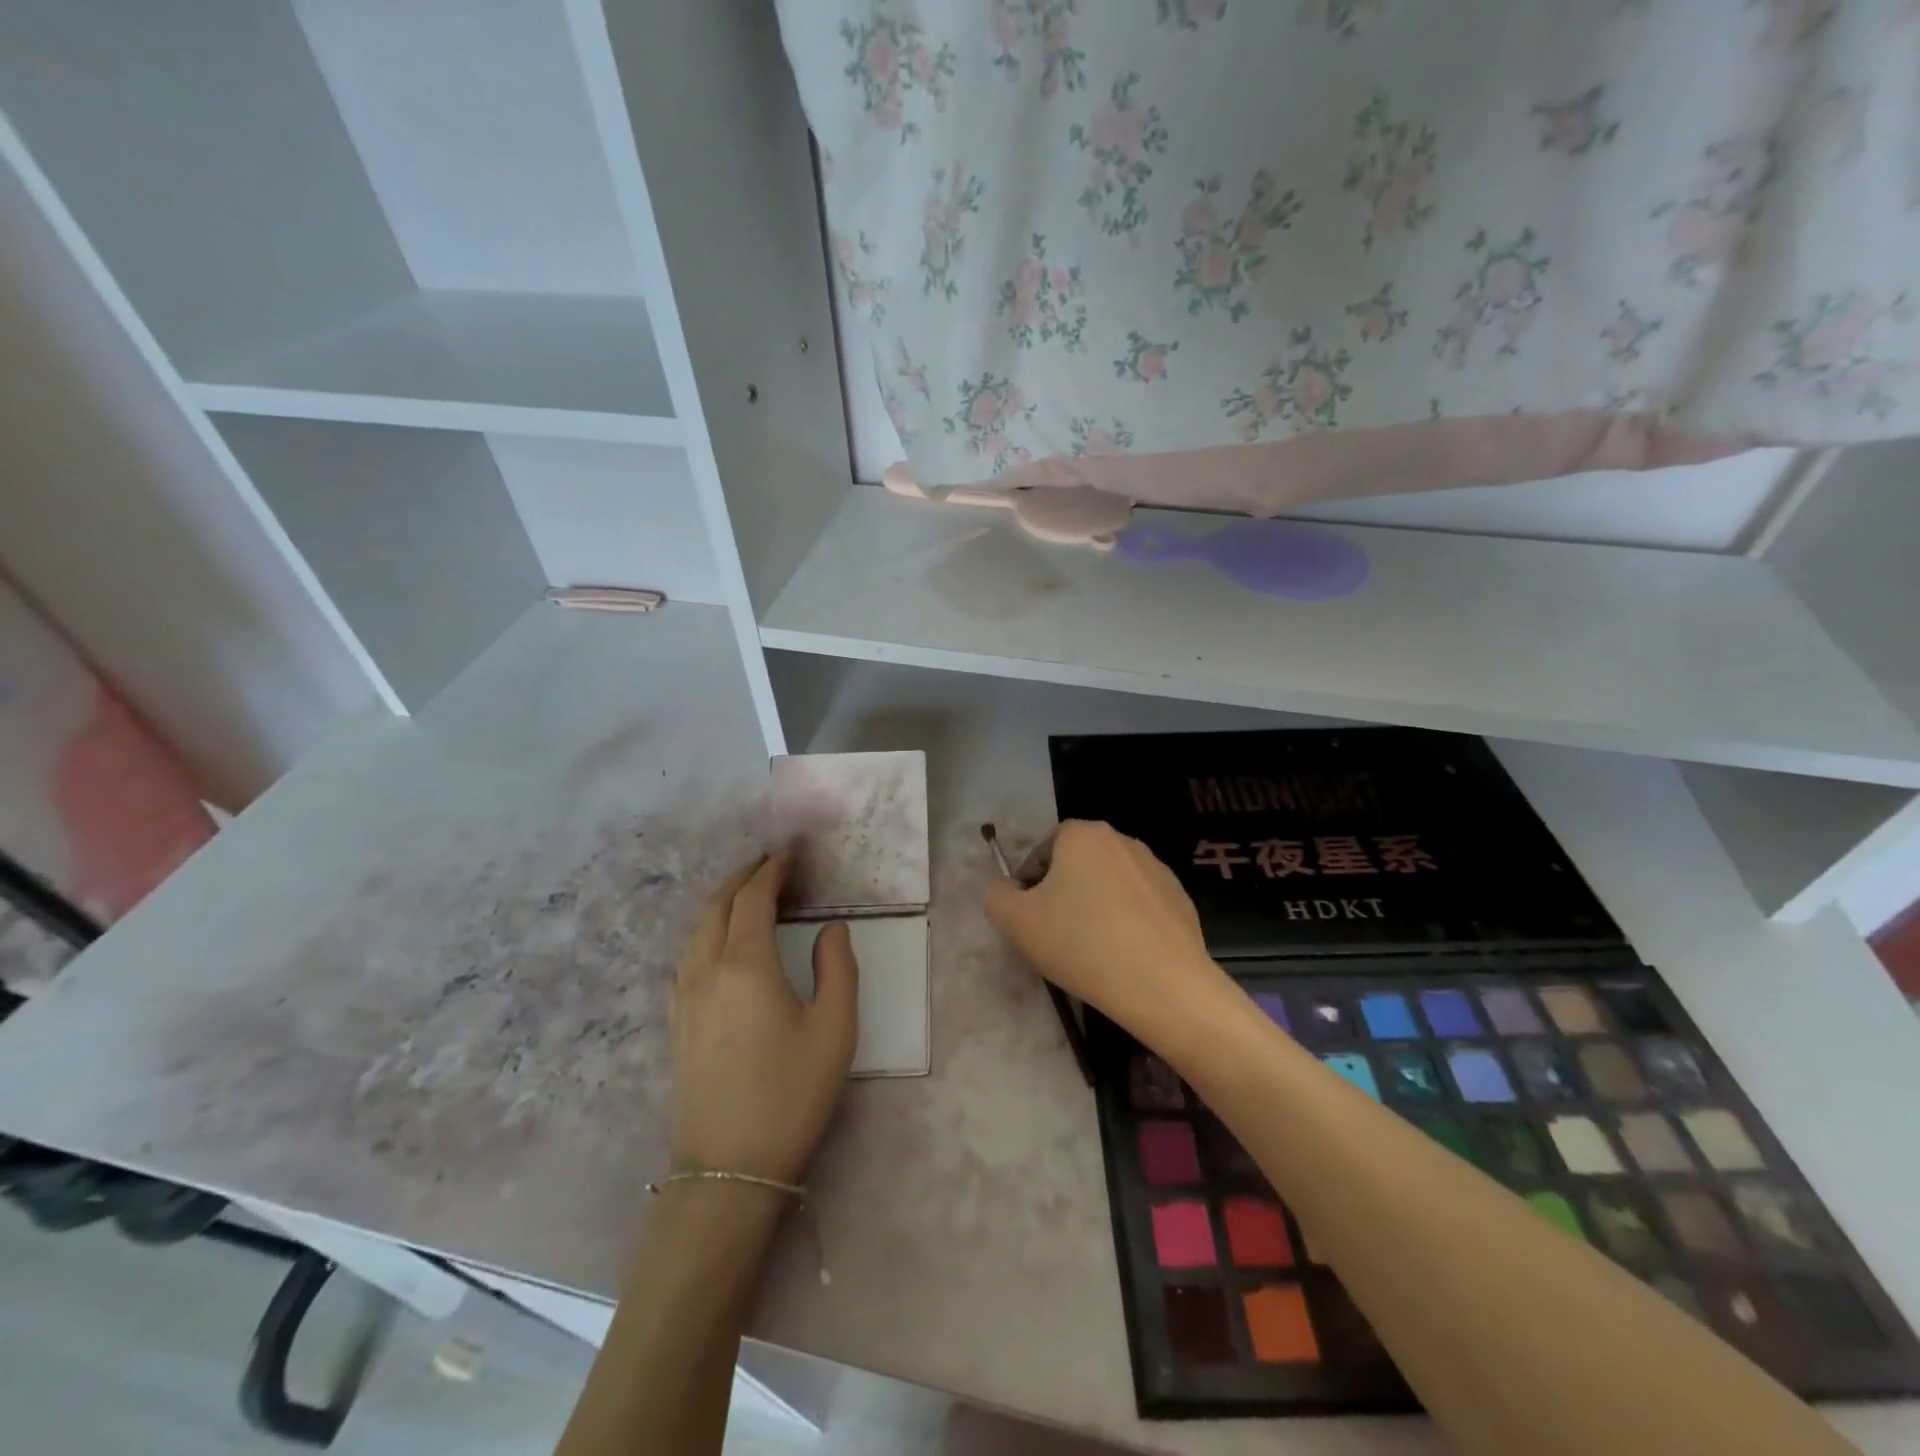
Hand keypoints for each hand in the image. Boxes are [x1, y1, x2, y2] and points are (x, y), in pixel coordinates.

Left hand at [670, 851, 857, 1185]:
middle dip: (744, 877)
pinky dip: (707, 930)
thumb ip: (837, 967)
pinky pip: (687, 955)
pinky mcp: (676, 1021)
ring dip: (723, 901)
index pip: (754, 897)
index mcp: (746, 964)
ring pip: (697, 929)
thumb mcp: (835, 1029)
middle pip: (718, 905)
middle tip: (772, 865)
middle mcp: (706, 969)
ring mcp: (683, 996)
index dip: (773, 869)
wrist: (728, 1172)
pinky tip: (721, 943)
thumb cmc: (791, 1095)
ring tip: (749, 894)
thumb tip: (831, 928)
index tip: (792, 852)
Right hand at [983, 820, 1228, 1034]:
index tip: (1031, 918)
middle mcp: (1122, 840)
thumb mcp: (1015, 922)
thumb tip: (1009, 890)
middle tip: (1057, 934)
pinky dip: (1127, 922)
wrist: (1162, 985)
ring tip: (1092, 949)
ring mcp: (1156, 868)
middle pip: (1078, 864)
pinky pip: (1139, 904)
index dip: (1031, 883)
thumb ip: (998, 896)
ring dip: (1096, 906)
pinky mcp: (1180, 897)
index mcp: (1082, 835)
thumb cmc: (1081, 944)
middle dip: (1064, 893)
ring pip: (1110, 884)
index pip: (1044, 849)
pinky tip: (1125, 956)